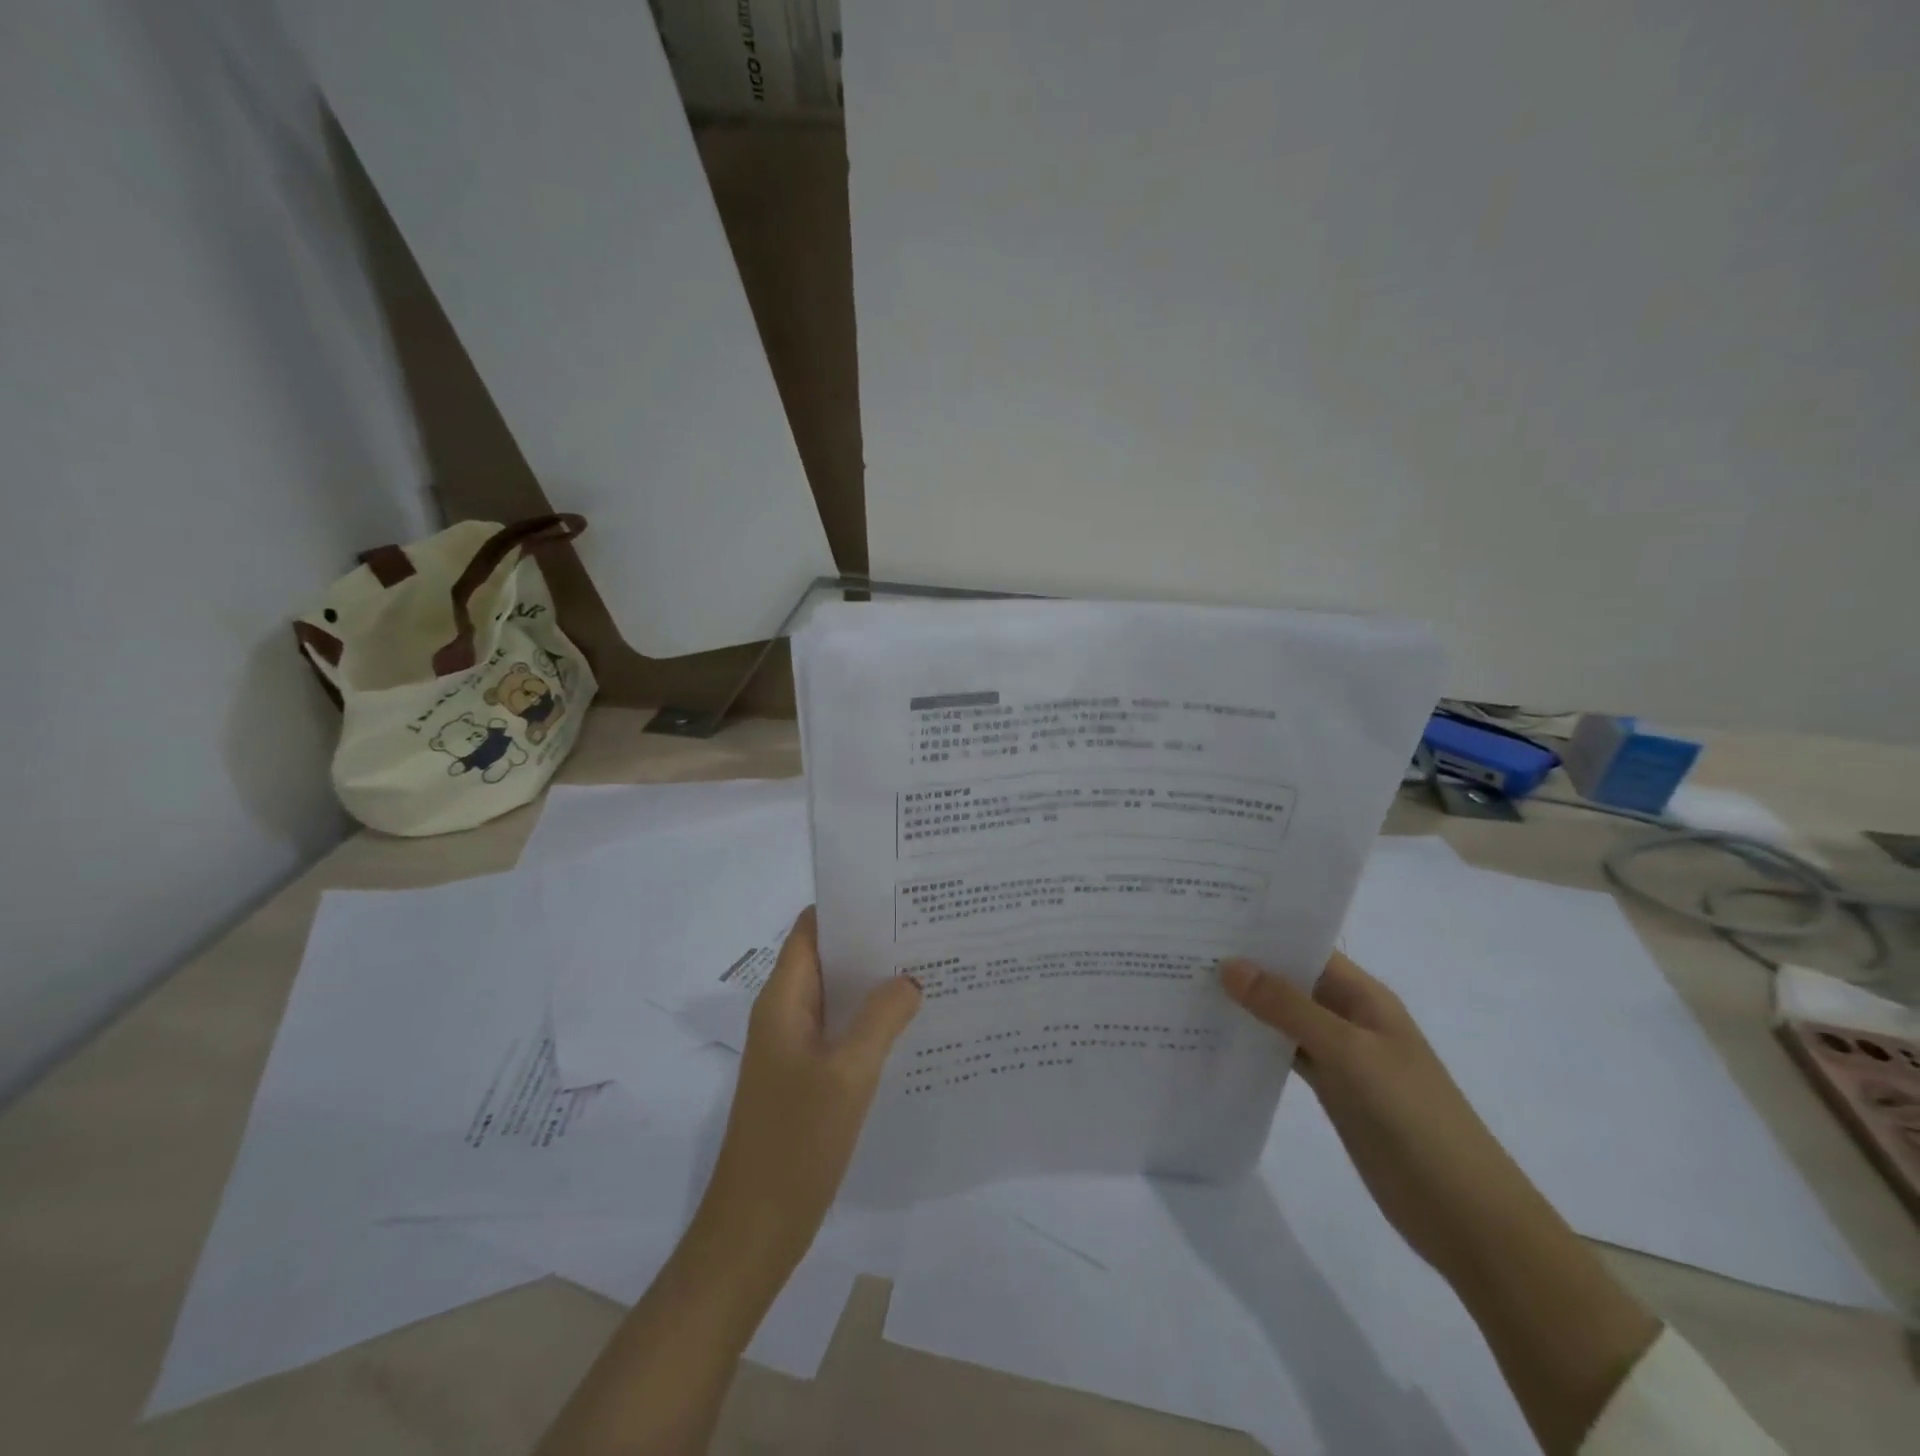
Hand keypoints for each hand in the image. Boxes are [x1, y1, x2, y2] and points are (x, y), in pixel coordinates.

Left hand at [696, 908, 921, 1270]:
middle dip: (871, 942)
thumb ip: (882, 1017)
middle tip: (927, 929)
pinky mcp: (805, 1076)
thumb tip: (910, 978)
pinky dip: (870, 1019)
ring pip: (837, 996)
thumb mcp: (848, 1073)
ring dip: (874, 982)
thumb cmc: (796, 1143)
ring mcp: (794, 1047)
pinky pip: (840, 1031)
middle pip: (827, 958)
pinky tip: (910, 1023)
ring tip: (928, 967)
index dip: (849, 907)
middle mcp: (784, 1013)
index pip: (812, 929)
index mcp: (783, 1000)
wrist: (755, 1230)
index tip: (897, 896)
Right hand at [1219, 950, 1556, 1280]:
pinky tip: (1216, 1037)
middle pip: (1292, 981)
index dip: (1263, 933)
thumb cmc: (1412, 1115)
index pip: (1307, 949)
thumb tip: (1229, 965)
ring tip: (1187, 985)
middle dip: (1246, 967)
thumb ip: (1288, 1008)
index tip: (1208, 919)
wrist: (1463, 1212)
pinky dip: (1256, 1045)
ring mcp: (1341, 1056)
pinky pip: (1286, 1054)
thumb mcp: (1348, 1052)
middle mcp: (1350, 1017)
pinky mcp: (1331, 1091)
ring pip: (1284, 1018)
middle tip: (1182, 948)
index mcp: (1364, 996)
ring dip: (1246, 1006)